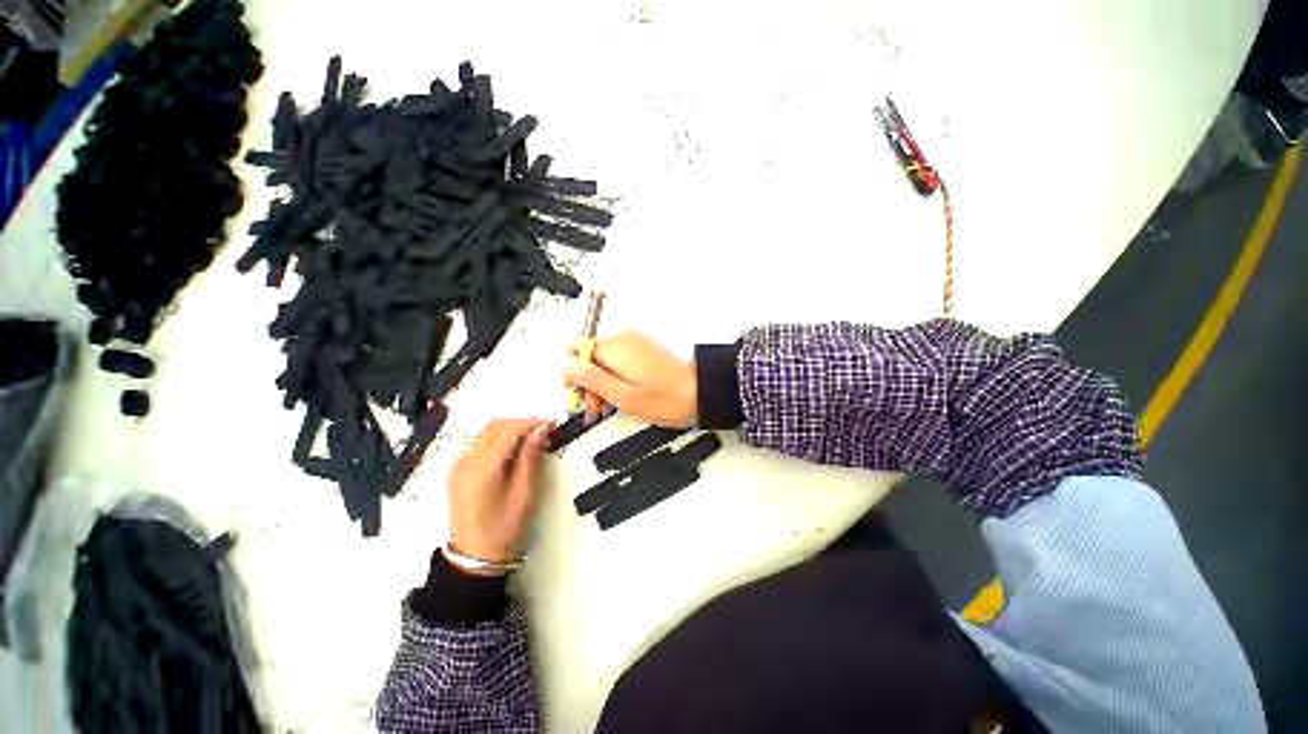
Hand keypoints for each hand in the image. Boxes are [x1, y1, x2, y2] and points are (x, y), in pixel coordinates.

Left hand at [447, 418, 553, 571]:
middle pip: (496, 426)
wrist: (474, 556)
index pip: (509, 429)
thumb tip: (540, 431)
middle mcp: (467, 460)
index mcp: (483, 466)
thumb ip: (530, 456)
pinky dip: (500, 439)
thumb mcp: (524, 491)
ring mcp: (460, 464)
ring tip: (534, 438)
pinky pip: (481, 443)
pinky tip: (516, 449)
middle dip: (523, 423)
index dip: (532, 422)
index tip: (552, 424)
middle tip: (545, 431)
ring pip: (488, 432)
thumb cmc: (503, 527)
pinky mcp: (459, 470)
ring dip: (512, 429)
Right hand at [562, 331, 696, 426]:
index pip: (574, 346)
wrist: (702, 394)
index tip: (578, 394)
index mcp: (615, 347)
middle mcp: (623, 339)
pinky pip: (618, 360)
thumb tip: (564, 363)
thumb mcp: (623, 395)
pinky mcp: (643, 351)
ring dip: (600, 382)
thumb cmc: (665, 399)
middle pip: (588, 354)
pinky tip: (621, 396)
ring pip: (602, 359)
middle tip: (596, 409)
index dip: (570, 371)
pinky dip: (614, 377)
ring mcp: (635, 343)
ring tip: (610, 407)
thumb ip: (591, 378)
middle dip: (586, 381)